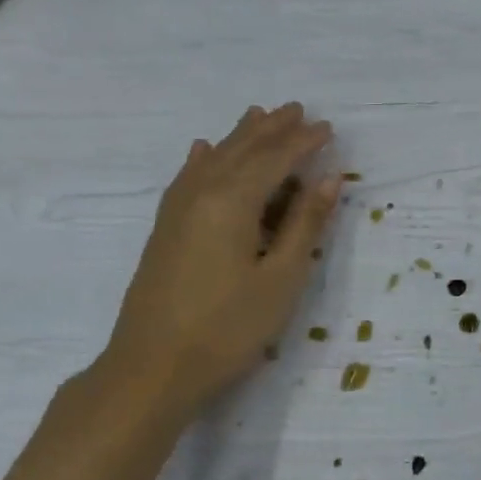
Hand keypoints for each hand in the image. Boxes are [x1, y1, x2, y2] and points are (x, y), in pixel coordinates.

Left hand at [97, 103, 340, 423]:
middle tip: (298, 110)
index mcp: (233, 202)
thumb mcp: (282, 277)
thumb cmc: (228, 327)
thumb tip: (329, 179)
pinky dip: (203, 159)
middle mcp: (202, 194)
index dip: (304, 142)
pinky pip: (188, 178)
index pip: (275, 159)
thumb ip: (305, 224)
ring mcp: (177, 211)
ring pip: (214, 159)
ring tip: (259, 115)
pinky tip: (204, 150)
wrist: (151, 370)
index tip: (329, 129)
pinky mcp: (165, 229)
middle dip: (272, 129)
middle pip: (242, 150)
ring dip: (240, 137)